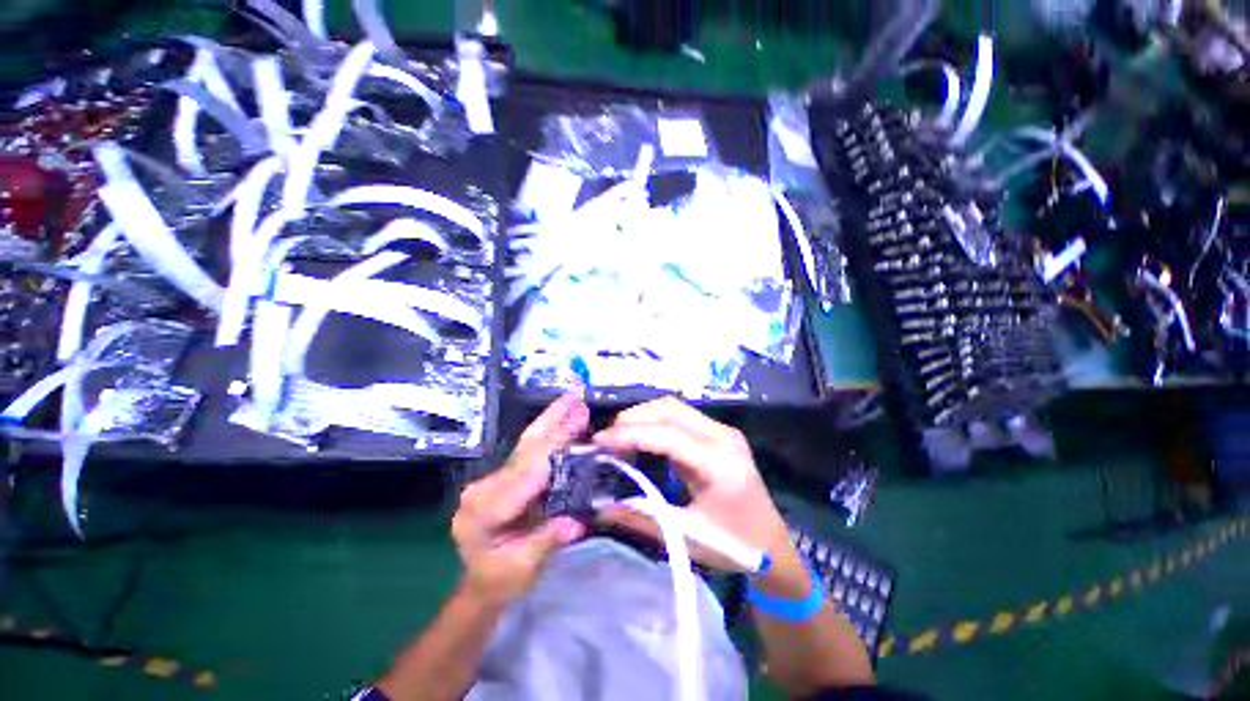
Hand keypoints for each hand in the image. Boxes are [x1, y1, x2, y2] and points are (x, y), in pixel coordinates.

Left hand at [452, 393, 588, 605]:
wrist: (481, 583)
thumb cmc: (501, 579)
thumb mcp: (525, 569)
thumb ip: (547, 541)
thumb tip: (575, 522)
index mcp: (484, 511)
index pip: (527, 472)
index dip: (555, 445)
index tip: (578, 420)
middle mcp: (484, 487)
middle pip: (525, 448)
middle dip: (554, 419)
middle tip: (576, 395)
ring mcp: (492, 479)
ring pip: (527, 443)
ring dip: (552, 418)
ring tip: (572, 397)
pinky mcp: (504, 476)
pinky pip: (529, 451)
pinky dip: (549, 432)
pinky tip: (563, 417)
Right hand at [592, 397, 796, 577]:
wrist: (773, 544)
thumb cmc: (735, 546)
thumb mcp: (687, 537)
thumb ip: (642, 518)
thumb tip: (600, 508)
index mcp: (720, 464)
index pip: (668, 435)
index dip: (631, 434)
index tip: (600, 441)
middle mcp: (723, 437)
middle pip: (670, 409)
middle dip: (633, 418)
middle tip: (607, 439)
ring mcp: (723, 431)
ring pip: (674, 408)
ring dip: (643, 416)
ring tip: (619, 438)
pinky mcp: (719, 433)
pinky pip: (680, 416)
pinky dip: (655, 421)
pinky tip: (641, 438)